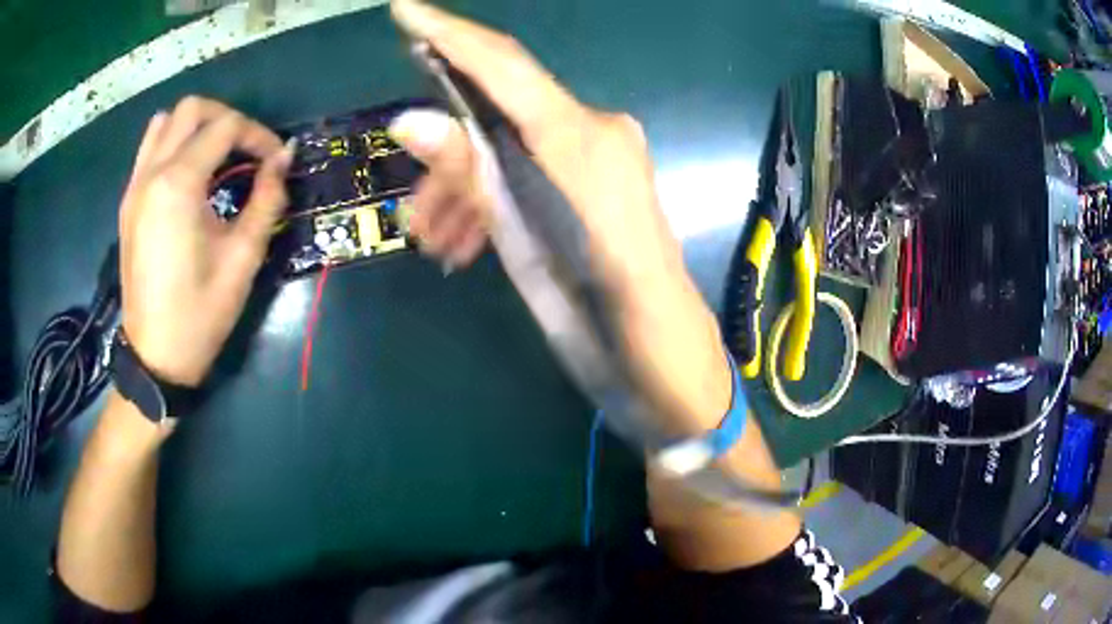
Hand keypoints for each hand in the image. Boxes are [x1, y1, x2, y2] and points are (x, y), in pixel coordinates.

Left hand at [119, 96, 293, 386]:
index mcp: (178, 185)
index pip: (225, 127)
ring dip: (195, 126)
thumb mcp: (243, 258)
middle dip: (226, 118)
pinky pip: (149, 150)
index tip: (275, 161)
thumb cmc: (200, 313)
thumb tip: (284, 158)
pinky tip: (188, 175)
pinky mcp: (128, 203)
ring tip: (215, 155)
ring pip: (164, 122)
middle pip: (191, 109)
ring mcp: (135, 187)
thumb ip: (266, 199)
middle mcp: (151, 174)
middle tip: (246, 148)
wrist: (155, 357)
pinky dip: (172, 145)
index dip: (258, 135)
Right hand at [389, 0, 731, 435]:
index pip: (504, 65)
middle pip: (496, 116)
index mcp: (582, 135)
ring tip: (436, 243)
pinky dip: (492, 200)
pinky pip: (527, 171)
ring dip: (464, 193)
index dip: (450, 33)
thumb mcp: (525, 239)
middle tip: (414, 212)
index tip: (404, 11)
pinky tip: (467, 240)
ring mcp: (595, 154)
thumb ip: (473, 175)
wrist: (661, 349)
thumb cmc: (601, 306)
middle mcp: (592, 129)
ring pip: (506, 151)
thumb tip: (411, 120)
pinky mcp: (592, 180)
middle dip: (447, 164)